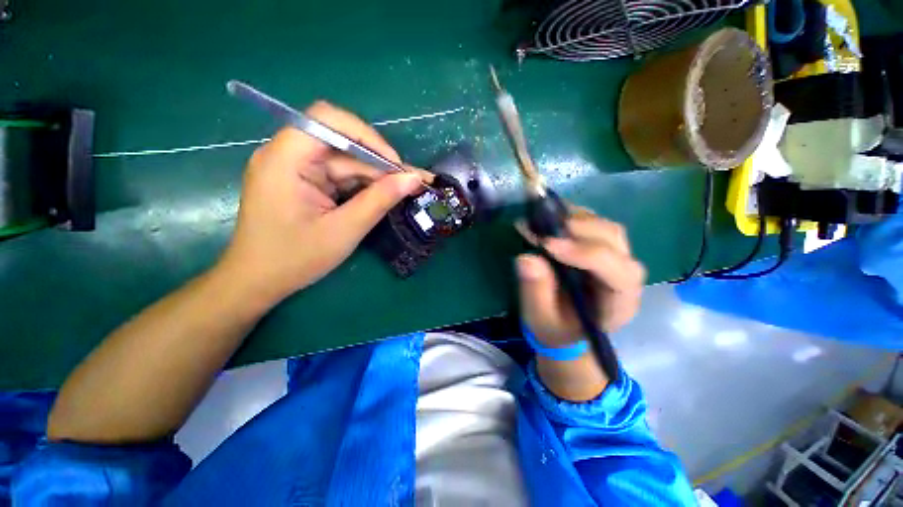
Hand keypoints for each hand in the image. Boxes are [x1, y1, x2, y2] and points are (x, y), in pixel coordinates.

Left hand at [219, 101, 425, 306]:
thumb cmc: (295, 259)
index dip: (367, 136)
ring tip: (403, 191)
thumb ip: (379, 200)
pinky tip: (381, 196)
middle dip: (377, 163)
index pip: (328, 120)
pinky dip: (361, 186)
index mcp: (285, 159)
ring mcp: (295, 169)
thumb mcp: (344, 230)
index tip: (395, 165)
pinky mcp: (303, 182)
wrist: (258, 282)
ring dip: (374, 176)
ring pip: (344, 161)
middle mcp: (287, 155)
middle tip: (409, 183)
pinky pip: (338, 176)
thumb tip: (413, 179)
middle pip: (341, 143)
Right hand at [516, 208, 645, 348]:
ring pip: (606, 227)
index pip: (617, 273)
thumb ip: (535, 292)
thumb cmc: (554, 327)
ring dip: (574, 220)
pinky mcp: (600, 246)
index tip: (547, 245)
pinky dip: (571, 216)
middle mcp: (625, 277)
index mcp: (618, 304)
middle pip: (615, 241)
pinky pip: (593, 223)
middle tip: (540, 228)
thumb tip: (526, 258)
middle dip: (578, 230)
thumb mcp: (540, 318)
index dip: (585, 254)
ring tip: (541, 222)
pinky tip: (548, 219)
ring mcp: (615, 258)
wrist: (564, 325)